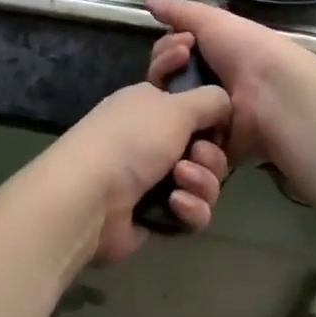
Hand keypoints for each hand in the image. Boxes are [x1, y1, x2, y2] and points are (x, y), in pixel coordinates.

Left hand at [51, 79, 231, 265]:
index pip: (194, 103)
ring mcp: (154, 178)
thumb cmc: (133, 139)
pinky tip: (175, 207)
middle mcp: (153, 138)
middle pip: (206, 147)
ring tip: (181, 183)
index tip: (220, 113)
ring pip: (204, 181)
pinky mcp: (157, 216)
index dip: (211, 110)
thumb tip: (225, 103)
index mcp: (152, 104)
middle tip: (195, 156)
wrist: (90, 196)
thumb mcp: (177, 106)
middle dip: (209, 155)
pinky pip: (192, 212)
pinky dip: (189, 209)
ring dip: (201, 182)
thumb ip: (211, 100)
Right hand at [143, 0, 315, 173]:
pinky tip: (180, 125)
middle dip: (164, 71)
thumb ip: (177, 11)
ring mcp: (207, 120)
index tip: (179, 46)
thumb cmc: (245, 50)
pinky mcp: (210, 148)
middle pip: (164, 84)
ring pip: (168, 113)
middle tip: (180, 64)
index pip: (168, 57)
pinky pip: (182, 144)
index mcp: (209, 58)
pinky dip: (177, 135)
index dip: (165, 50)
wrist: (273, 93)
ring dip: (167, 104)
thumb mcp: (210, 20)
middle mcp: (206, 87)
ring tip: (179, 98)